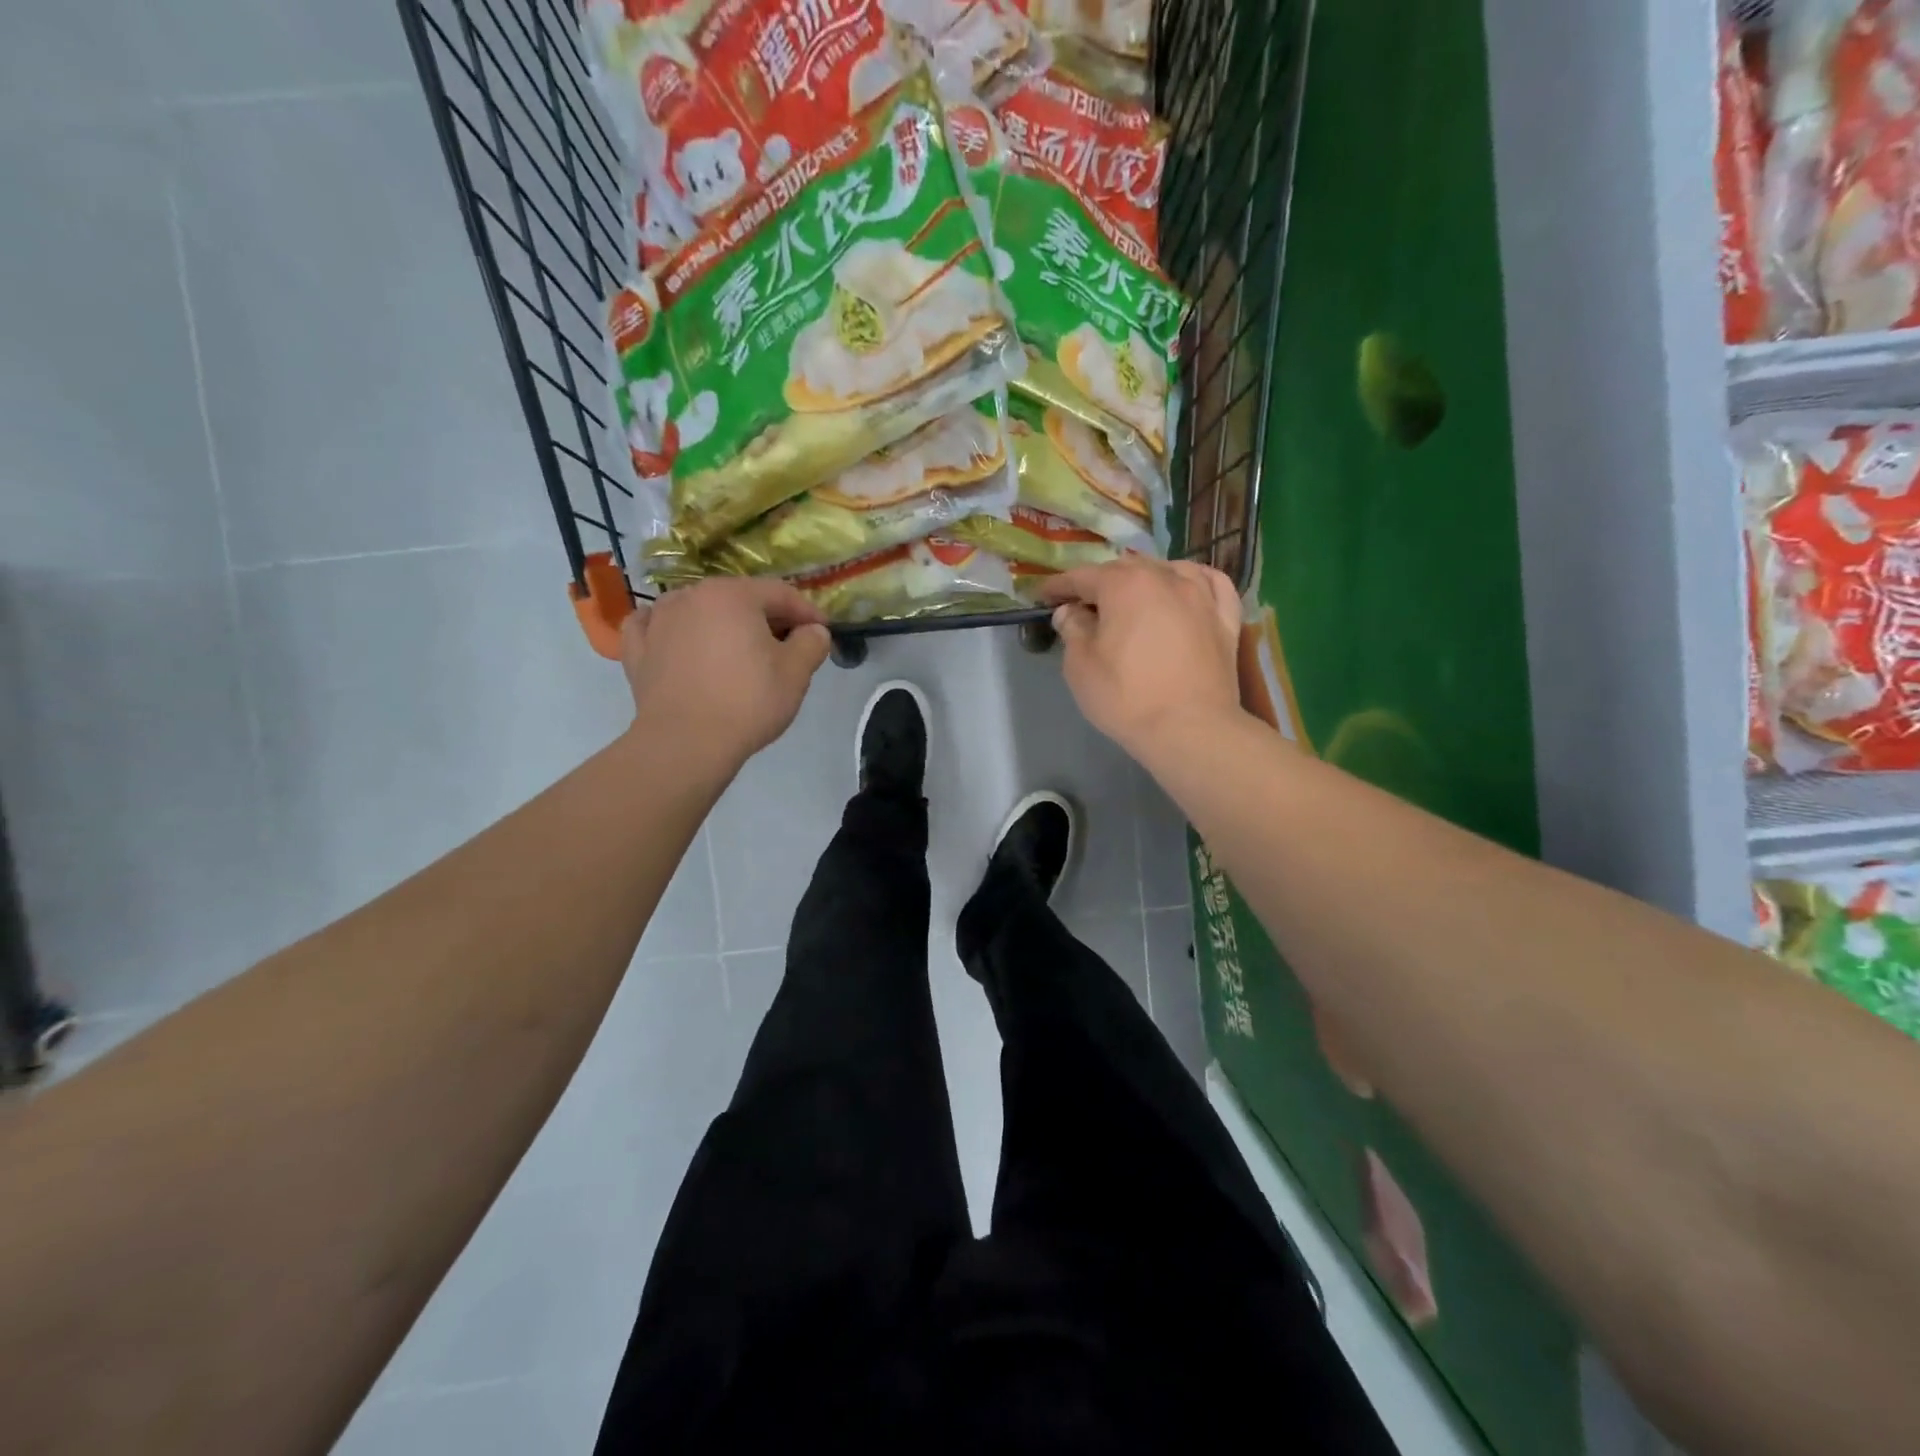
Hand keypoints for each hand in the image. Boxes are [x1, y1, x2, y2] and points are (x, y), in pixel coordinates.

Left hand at [621, 578, 832, 766]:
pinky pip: (655, 626)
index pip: (780, 593)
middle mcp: (692, 596)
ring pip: (697, 608)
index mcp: (733, 595)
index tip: (822, 631)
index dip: (806, 612)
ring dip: (720, 621)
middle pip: (738, 598)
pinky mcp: (637, 650)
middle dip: (765, 617)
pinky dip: (671, 629)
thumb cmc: (747, 702)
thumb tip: (814, 631)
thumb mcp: (796, 674)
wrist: (685, 743)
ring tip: (735, 646)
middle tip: (785, 644)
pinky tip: (677, 638)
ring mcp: (658, 620)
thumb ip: (811, 643)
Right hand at [1041, 558, 1243, 756]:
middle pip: (1125, 570)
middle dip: (1100, 583)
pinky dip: (1194, 580)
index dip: (1059, 586)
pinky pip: (1211, 584)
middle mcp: (1165, 577)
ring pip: (1168, 571)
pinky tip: (1186, 587)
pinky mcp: (1225, 618)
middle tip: (1083, 605)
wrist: (1190, 729)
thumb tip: (1071, 611)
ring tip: (1132, 597)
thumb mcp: (1081, 665)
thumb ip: (1073, 629)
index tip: (1044, 597)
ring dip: (1144, 579)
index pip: (1083, 576)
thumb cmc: (1126, 696)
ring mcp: (1201, 595)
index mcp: (1124, 584)